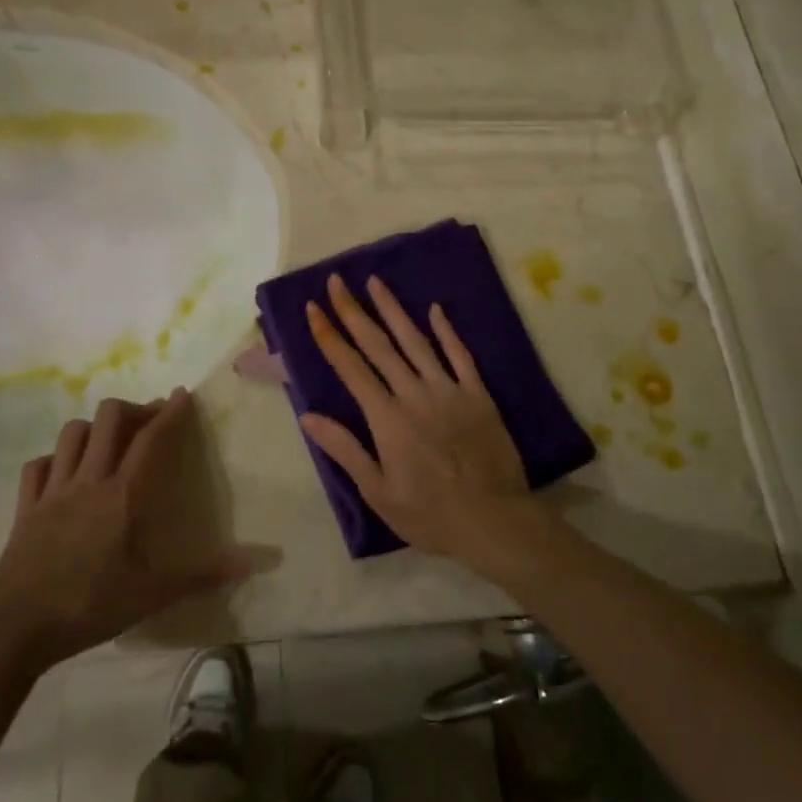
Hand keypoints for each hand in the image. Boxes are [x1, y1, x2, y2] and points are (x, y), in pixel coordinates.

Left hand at [0, 390, 253, 663]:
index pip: (151, 439)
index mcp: (123, 494)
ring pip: (71, 434)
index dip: (169, 413)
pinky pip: (38, 465)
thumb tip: (264, 562)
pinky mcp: (25, 507)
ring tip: (109, 441)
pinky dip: (55, 459)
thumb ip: (206, 573)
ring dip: (94, 428)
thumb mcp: (155, 592)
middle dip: (132, 410)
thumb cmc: (91, 605)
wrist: (15, 628)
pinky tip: (65, 471)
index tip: (182, 395)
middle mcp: (88, 480)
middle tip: (148, 423)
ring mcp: (52, 491)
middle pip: (108, 419)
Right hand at [300, 275, 543, 571]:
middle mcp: (414, 393)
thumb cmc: (429, 514)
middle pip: (378, 345)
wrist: (493, 521)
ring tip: (375, 282)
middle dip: (354, 311)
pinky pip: (460, 355)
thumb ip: (345, 449)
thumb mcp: (378, 491)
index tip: (313, 307)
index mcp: (386, 418)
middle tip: (337, 281)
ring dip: (393, 310)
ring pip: (416, 340)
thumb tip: (307, 416)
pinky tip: (435, 309)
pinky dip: (447, 331)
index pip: (350, 367)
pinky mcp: (477, 394)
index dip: (329, 335)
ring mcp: (448, 389)